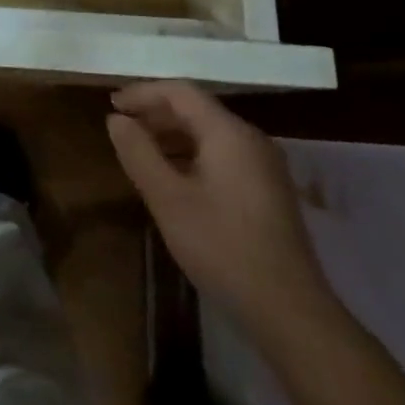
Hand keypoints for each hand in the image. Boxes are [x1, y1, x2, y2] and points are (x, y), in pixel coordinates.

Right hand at [108, 81, 334, 336]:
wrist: (291, 313)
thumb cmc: (223, 248)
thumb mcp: (168, 200)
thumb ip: (139, 153)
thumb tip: (116, 120)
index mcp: (229, 132)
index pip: (180, 92)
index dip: (143, 93)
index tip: (113, 106)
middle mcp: (251, 139)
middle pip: (197, 110)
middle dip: (156, 114)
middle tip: (122, 130)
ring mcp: (264, 165)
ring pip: (210, 134)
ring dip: (172, 136)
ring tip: (141, 154)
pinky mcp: (269, 190)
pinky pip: (223, 155)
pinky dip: (192, 156)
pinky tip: (174, 180)